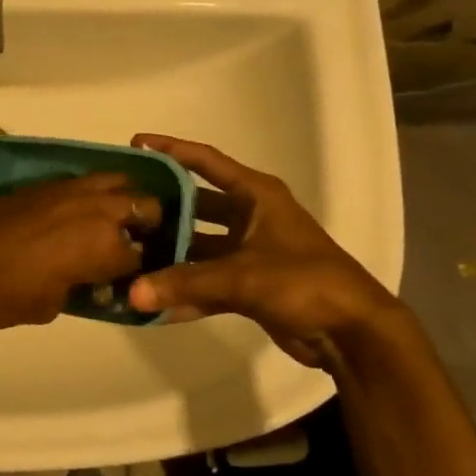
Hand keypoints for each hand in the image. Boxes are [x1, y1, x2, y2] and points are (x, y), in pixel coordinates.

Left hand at [0, 173, 161, 339]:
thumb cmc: (0, 296)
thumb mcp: (51, 305)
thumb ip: (80, 288)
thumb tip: (88, 280)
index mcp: (104, 245)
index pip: (142, 256)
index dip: (141, 271)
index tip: (133, 280)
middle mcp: (96, 209)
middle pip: (143, 206)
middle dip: (146, 226)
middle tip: (130, 247)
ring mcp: (68, 189)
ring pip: (117, 182)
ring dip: (123, 201)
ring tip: (110, 224)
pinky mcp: (43, 183)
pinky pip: (83, 181)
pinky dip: (92, 194)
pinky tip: (77, 214)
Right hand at [124, 135, 404, 364]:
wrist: (352, 332)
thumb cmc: (303, 282)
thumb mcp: (242, 277)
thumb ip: (185, 283)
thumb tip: (131, 294)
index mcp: (257, 195)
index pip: (206, 162)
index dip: (172, 150)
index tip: (136, 143)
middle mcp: (251, 216)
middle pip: (197, 204)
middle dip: (163, 208)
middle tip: (124, 209)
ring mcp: (250, 251)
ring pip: (199, 246)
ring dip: (171, 254)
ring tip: (129, 256)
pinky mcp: (250, 284)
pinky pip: (208, 280)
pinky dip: (187, 291)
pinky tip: (155, 303)